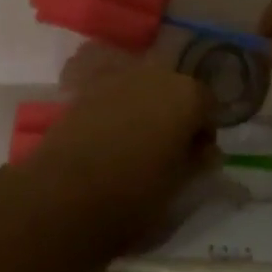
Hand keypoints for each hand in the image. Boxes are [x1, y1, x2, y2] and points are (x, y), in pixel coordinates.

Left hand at [13, 64, 214, 259]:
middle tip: (167, 152)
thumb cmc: (133, 197)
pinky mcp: (87, 88)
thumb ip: (198, 162)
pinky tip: (110, 138)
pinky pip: (115, 95)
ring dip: (146, 110)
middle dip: (175, 115)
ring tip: (136, 146)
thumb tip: (207, 150)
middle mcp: (156, 74)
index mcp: (187, 95)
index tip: (196, 159)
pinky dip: (118, 111)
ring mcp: (119, 77)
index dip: (204, 132)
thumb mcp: (178, 189)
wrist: (63, 196)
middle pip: (176, 90)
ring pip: (144, 90)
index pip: (208, 106)